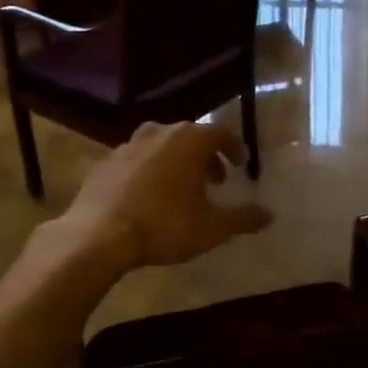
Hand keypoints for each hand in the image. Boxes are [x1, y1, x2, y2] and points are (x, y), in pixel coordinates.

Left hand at [57, 122, 269, 271]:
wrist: (98, 235)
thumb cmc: (164, 225)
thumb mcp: (212, 227)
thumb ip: (243, 218)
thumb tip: (269, 214)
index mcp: (190, 140)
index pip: (221, 134)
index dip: (235, 148)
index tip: (241, 164)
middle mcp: (160, 132)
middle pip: (191, 137)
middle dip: (206, 156)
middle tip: (215, 179)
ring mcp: (128, 144)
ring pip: (161, 145)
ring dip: (176, 161)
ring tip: (181, 187)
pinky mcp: (105, 161)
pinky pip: (136, 159)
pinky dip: (149, 170)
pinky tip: (148, 195)